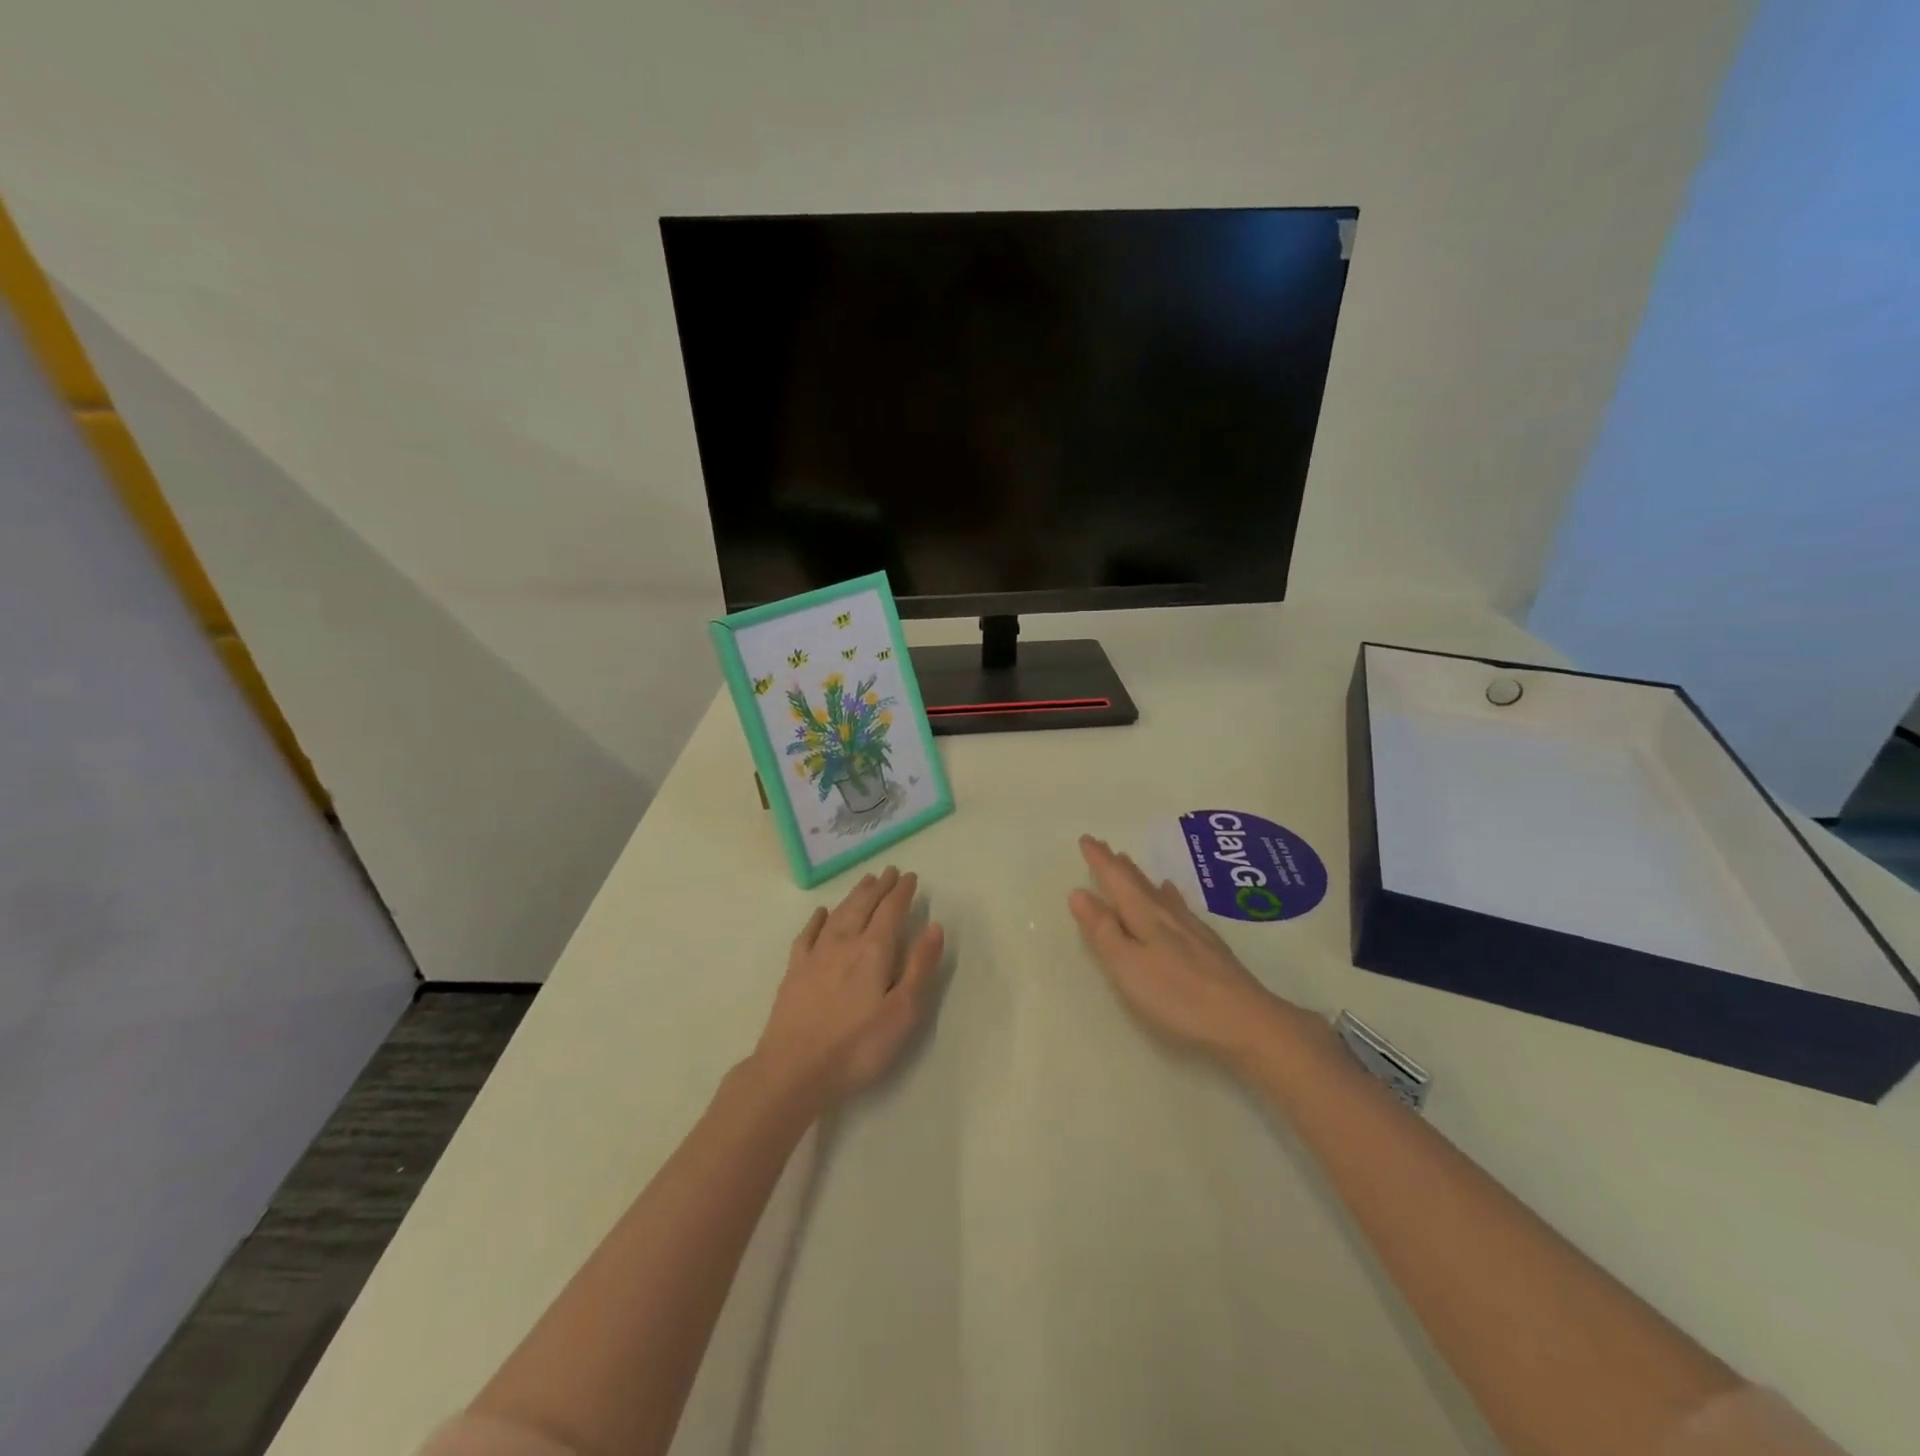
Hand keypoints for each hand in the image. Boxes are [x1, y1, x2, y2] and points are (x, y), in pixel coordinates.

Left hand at [754, 867, 944, 1107]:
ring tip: (865, 882)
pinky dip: (817, 919)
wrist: (793, 1071)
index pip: (891, 911)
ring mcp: (815, 955)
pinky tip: (821, 912)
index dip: (902, 892)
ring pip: (838, 914)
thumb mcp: (902, 1013)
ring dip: (853, 896)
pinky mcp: (794, 971)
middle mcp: (844, 943)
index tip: (910, 876)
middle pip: (863, 905)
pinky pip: (807, 934)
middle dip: (879, 887)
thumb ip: (920, 967)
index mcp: (873, 950)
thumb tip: (934, 926)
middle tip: (889, 871)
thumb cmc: (857, 1046)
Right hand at [1068, 835, 1285, 1060]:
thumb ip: (1103, 931)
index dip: (1100, 861)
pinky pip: (1179, 907)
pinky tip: (1172, 894)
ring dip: (1140, 877)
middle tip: (1104, 847)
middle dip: (1117, 865)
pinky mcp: (1208, 946)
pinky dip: (1168, 896)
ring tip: (1128, 862)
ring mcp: (1191, 929)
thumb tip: (1078, 893)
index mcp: (1144, 916)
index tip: (1086, 839)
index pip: (1116, 880)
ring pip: (1158, 893)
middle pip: (1137, 883)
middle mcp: (1167, 915)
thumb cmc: (1177, 996)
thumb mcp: (1128, 967)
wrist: (1245, 1020)